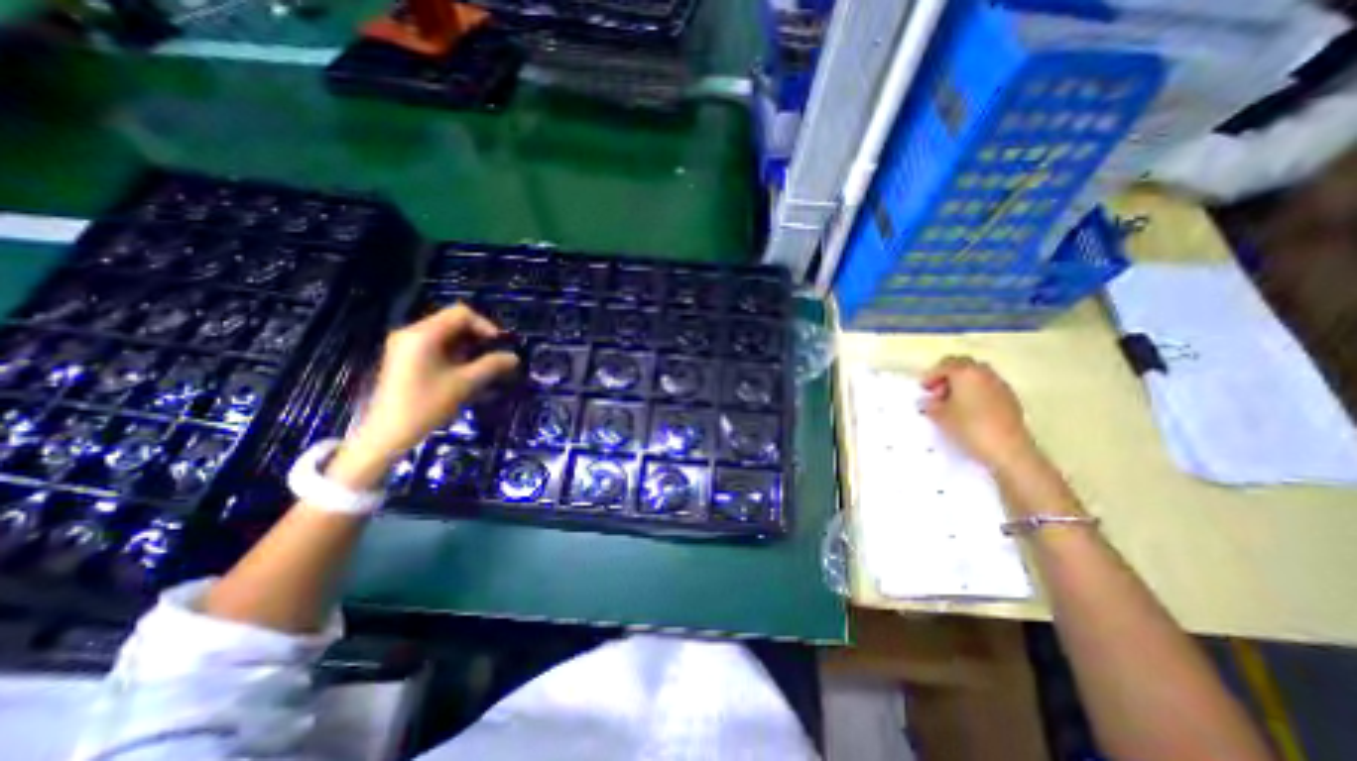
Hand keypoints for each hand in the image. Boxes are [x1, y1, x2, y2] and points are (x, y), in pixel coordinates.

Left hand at [328, 300, 520, 482]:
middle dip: (478, 337)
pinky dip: (455, 354)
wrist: (387, 433)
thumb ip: (492, 366)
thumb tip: (514, 358)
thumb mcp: (465, 384)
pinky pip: (436, 346)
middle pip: (453, 322)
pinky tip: (465, 372)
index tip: (498, 346)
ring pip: (446, 335)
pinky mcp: (405, 358)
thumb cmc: (426, 405)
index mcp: (424, 334)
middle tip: (494, 357)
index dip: (485, 326)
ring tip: (483, 367)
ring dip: (468, 347)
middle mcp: (412, 333)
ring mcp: (406, 345)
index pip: (461, 314)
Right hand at [922, 353, 1041, 472]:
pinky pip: (987, 388)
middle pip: (963, 366)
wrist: (1008, 450)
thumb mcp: (940, 417)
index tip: (924, 390)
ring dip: (962, 385)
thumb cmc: (969, 428)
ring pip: (977, 377)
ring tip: (951, 404)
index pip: (945, 364)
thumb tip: (926, 401)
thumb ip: (930, 405)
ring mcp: (1000, 385)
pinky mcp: (1010, 400)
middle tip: (937, 393)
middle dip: (948, 377)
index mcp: (966, 373)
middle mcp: (985, 373)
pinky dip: (975, 393)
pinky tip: (968, 411)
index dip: (931, 375)